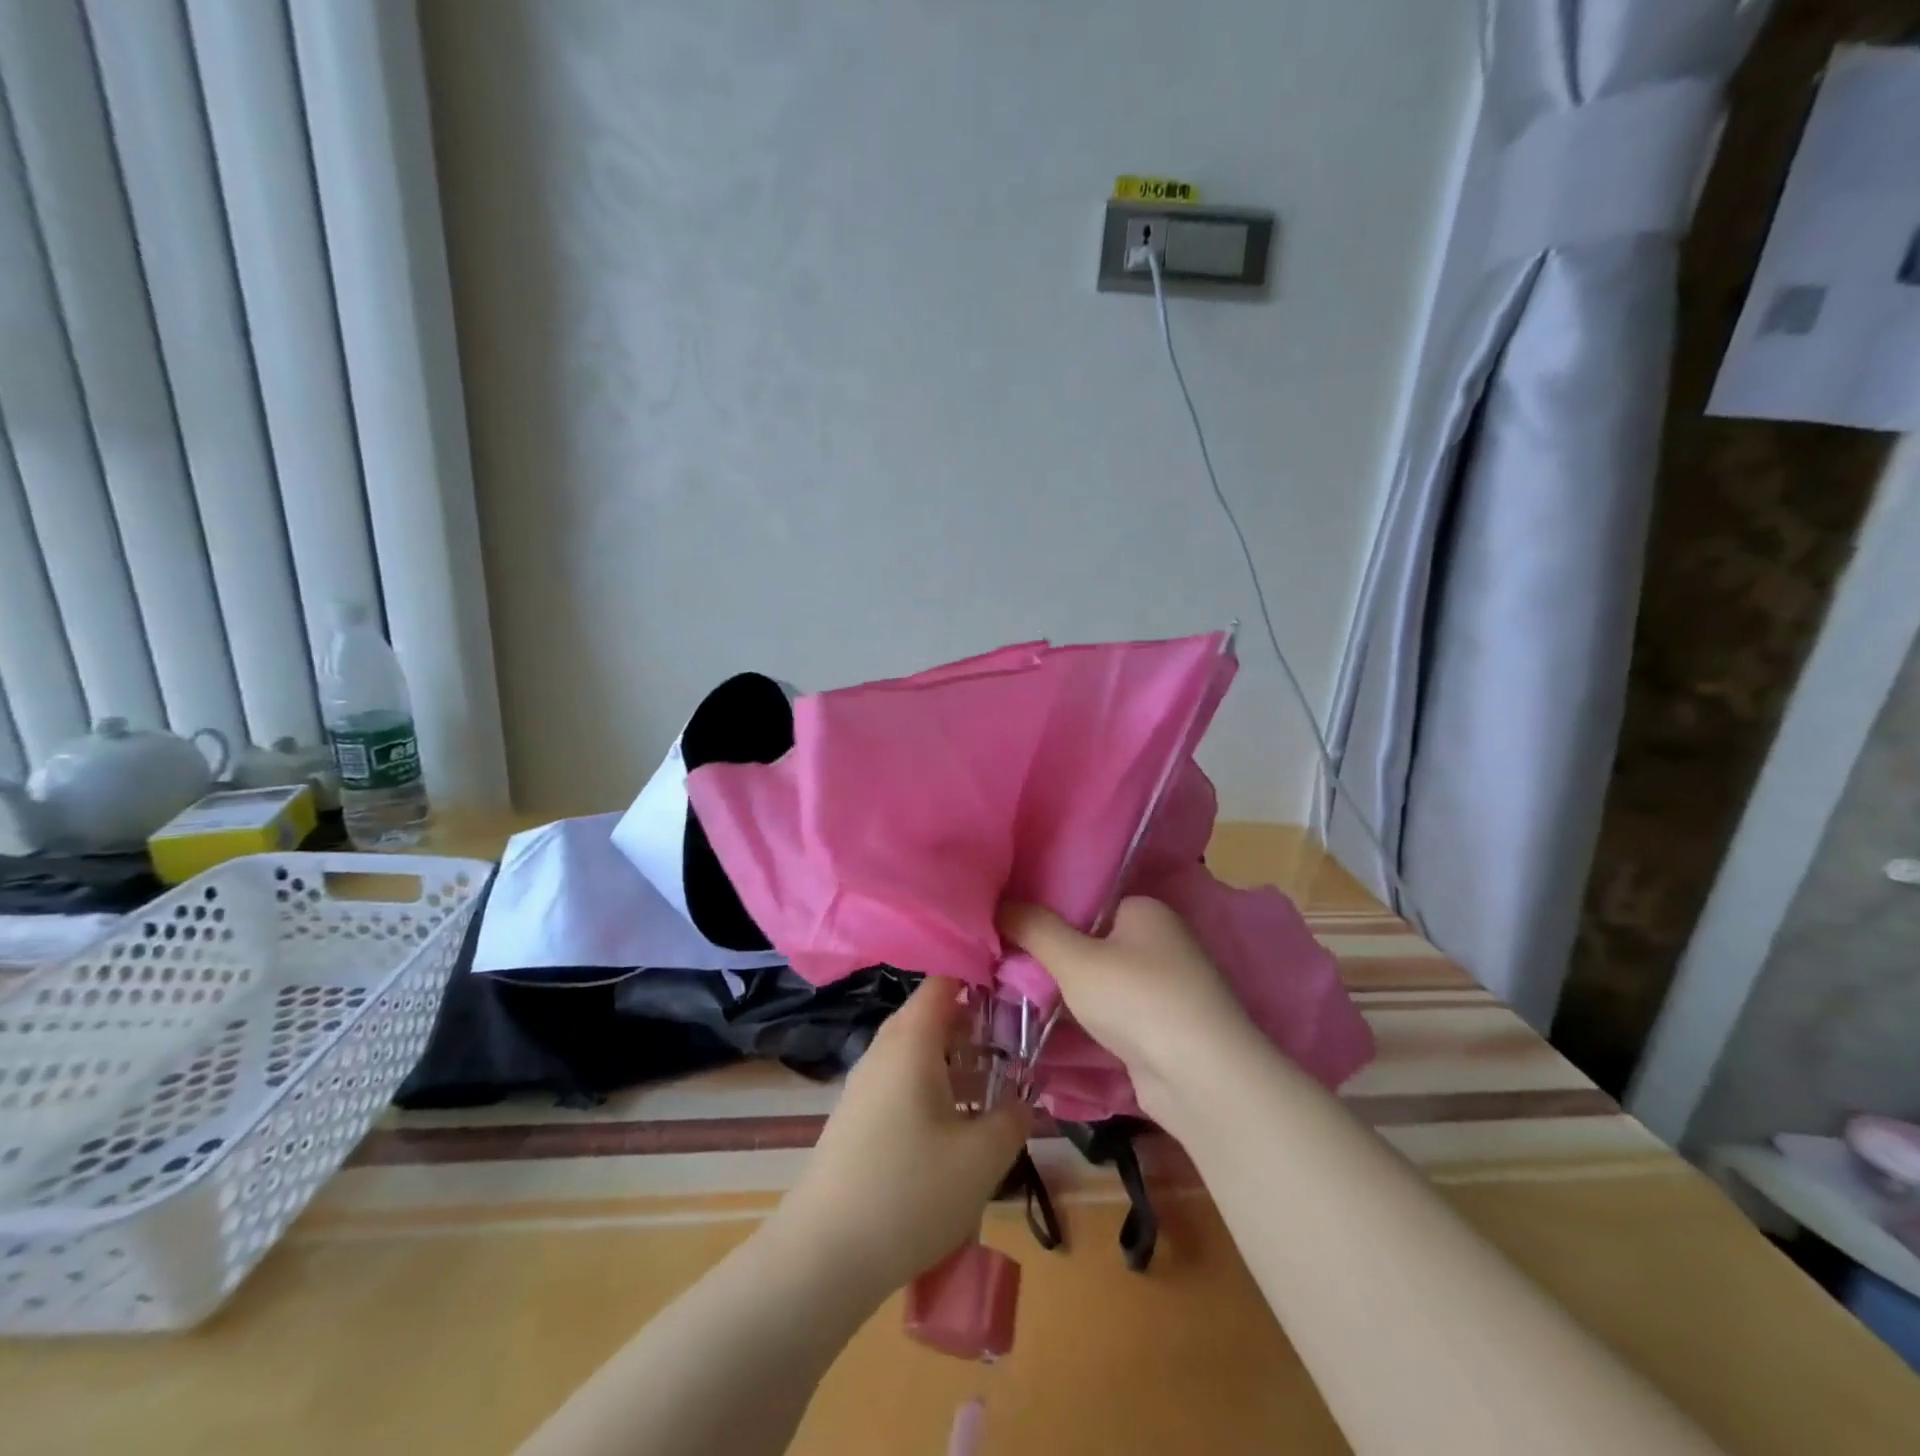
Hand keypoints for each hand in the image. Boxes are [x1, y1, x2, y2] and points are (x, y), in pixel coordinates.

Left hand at [767, 977, 1030, 1302]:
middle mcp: (884, 1049)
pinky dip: (933, 1086)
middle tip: (1014, 1046)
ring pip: (917, 1051)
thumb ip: (1013, 1119)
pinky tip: (955, 1126)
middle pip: (932, 1016)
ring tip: (994, 1089)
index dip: (979, 976)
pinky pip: (902, 1080)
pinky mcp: (857, 1115)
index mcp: (911, 1040)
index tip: (1016, 990)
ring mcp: (865, 1082)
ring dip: (956, 1061)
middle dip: (975, 1026)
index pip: (944, 981)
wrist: (823, 1255)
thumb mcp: (982, 1158)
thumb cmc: (910, 1192)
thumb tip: (1023, 1100)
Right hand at [997, 897, 1258, 1120]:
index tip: (1006, 922)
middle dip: (1050, 955)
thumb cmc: (1138, 999)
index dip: (1045, 910)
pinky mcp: (1160, 1027)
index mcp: (1145, 909)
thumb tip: (995, 901)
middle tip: (1001, 959)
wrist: (1202, 1079)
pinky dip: (1084, 1017)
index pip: (1085, 898)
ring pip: (1098, 979)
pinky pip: (1110, 1011)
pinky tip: (1045, 1022)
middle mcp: (1158, 940)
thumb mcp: (1075, 959)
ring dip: (1064, 990)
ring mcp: (1163, 986)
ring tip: (1011, 990)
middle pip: (1090, 940)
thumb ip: (1034, 929)